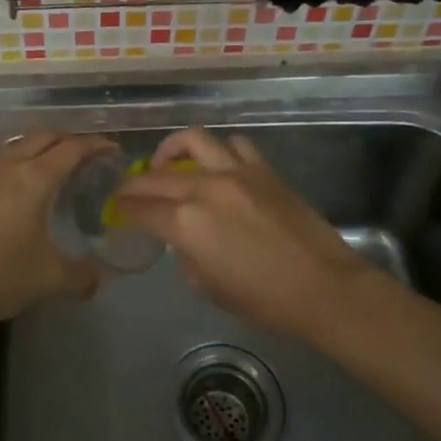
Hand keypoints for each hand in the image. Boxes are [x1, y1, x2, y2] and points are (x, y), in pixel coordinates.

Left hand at [0, 131, 118, 325]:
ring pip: (18, 146)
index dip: (95, 145)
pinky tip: (20, 184)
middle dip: (68, 140)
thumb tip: (97, 280)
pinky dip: (19, 161)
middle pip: (43, 138)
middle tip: (87, 155)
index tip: (113, 149)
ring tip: (54, 164)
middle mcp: (10, 167)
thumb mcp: (49, 278)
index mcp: (35, 178)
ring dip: (40, 147)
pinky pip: (1, 162)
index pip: (71, 149)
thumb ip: (80, 276)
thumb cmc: (0, 272)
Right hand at [114, 128, 378, 340]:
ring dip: (172, 150)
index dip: (123, 208)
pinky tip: (218, 166)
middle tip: (129, 191)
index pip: (140, 207)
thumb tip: (183, 238)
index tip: (116, 209)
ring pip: (193, 141)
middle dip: (135, 183)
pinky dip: (220, 151)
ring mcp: (236, 172)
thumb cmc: (263, 299)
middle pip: (156, 175)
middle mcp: (204, 188)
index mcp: (186, 222)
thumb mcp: (208, 287)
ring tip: (168, 164)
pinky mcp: (263, 169)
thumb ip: (186, 255)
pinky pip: (234, 145)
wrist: (323, 287)